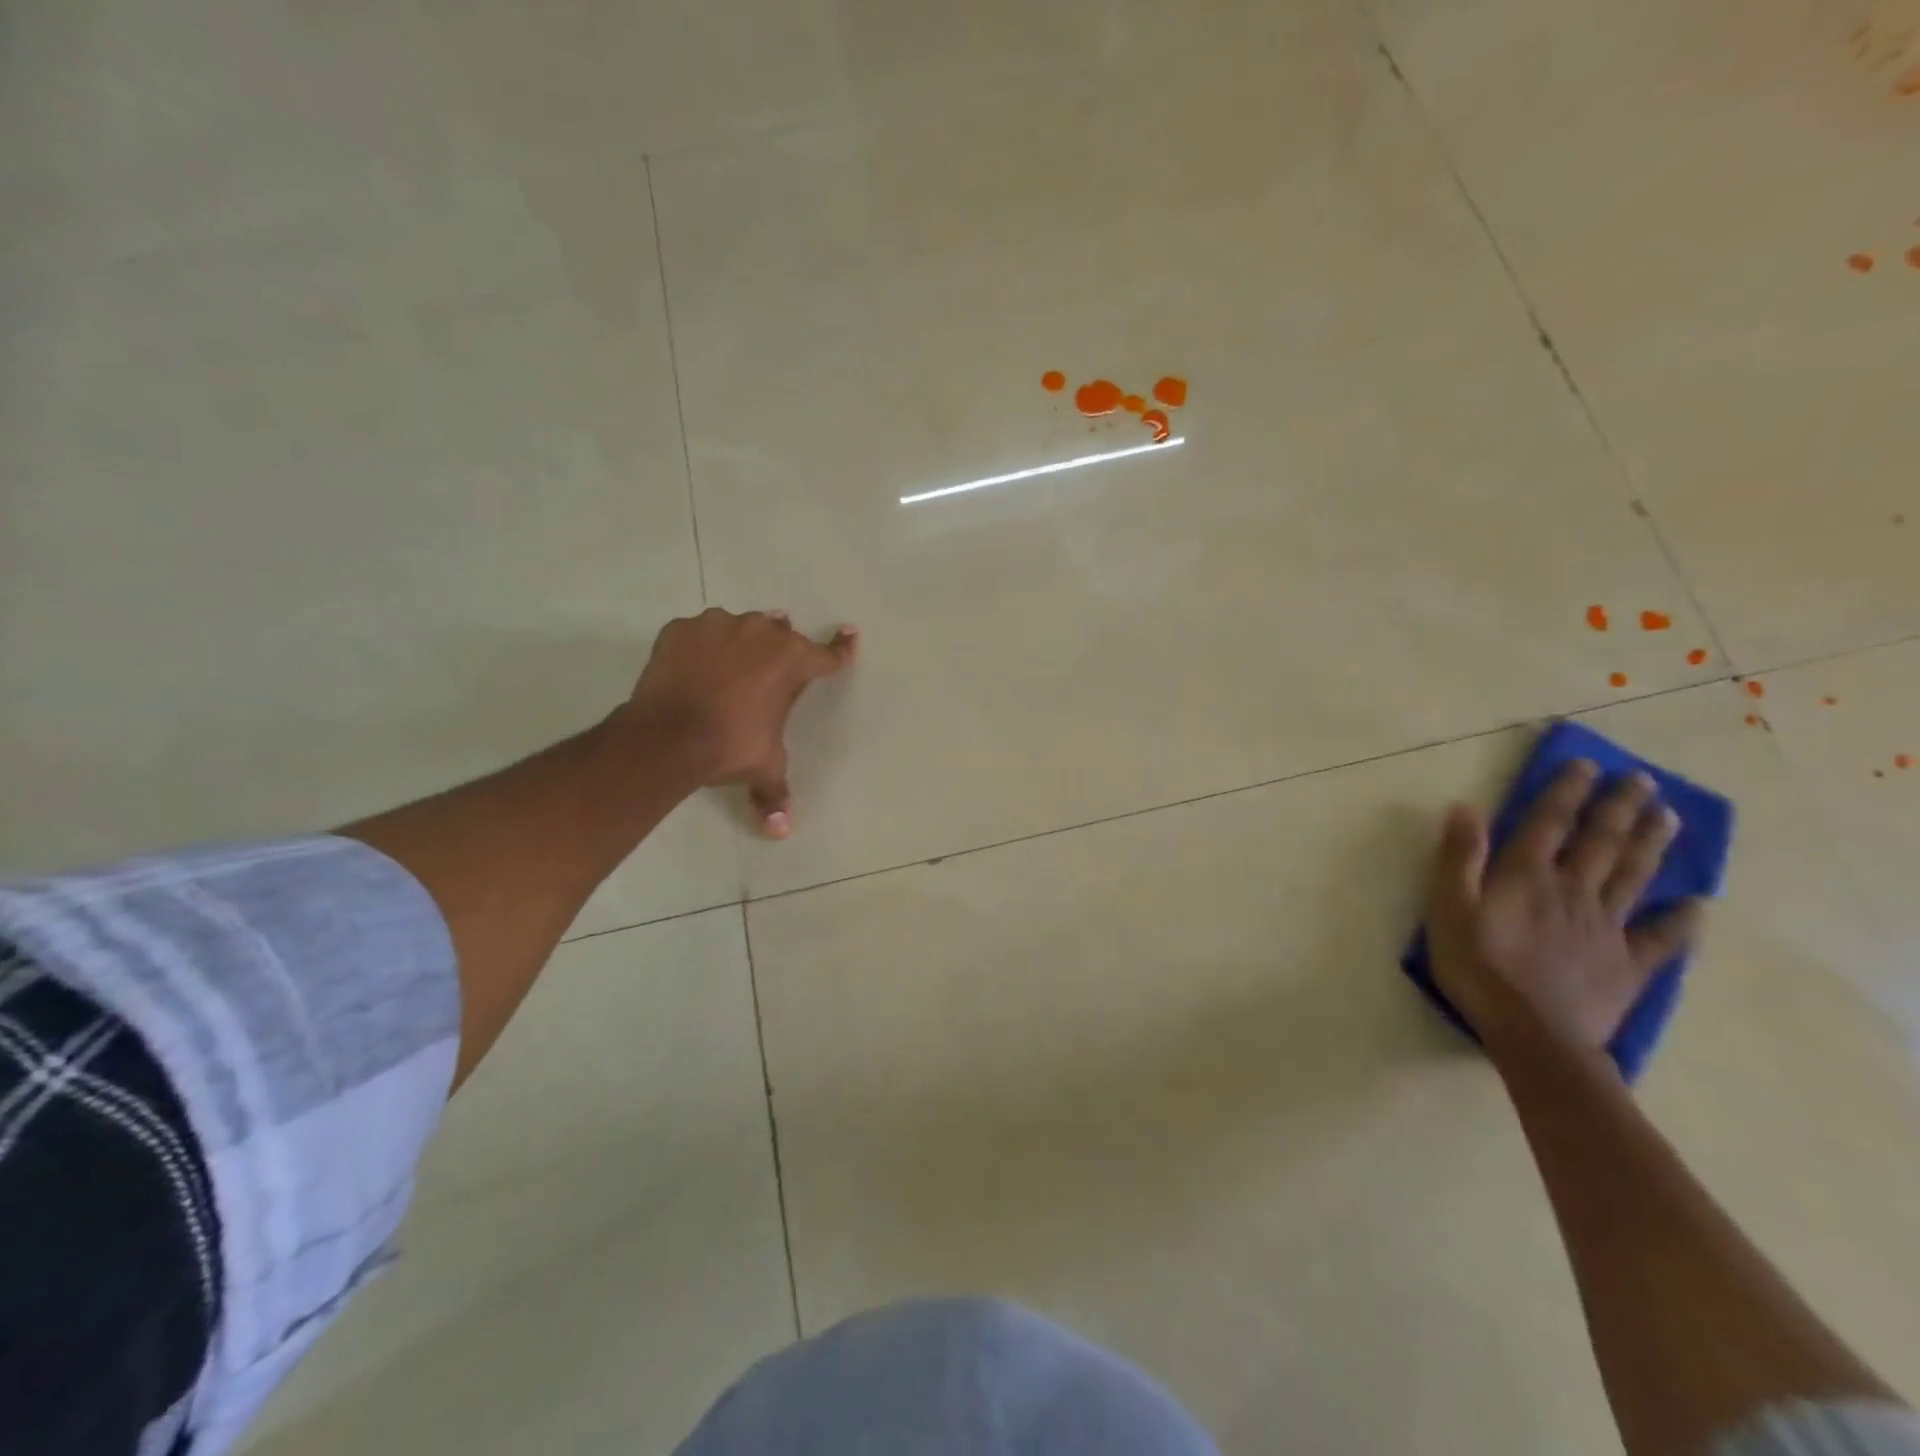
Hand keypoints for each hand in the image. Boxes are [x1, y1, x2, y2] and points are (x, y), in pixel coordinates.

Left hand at [621, 608, 858, 837]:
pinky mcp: (681, 629)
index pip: (827, 655)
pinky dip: (699, 647)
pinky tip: (692, 668)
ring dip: (738, 644)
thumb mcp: (764, 768)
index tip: (850, 634)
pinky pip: (698, 634)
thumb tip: (780, 830)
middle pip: (779, 634)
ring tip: (726, 669)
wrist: (668, 737)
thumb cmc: (731, 746)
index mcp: (792, 660)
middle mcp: (760, 632)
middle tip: (767, 670)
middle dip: (778, 648)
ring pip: (737, 628)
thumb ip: (775, 792)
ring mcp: (718, 625)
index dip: (841, 649)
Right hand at [1425, 760, 1705, 1066]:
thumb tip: (1465, 807)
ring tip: (1668, 817)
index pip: (1549, 822)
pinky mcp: (1628, 964)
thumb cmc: (1477, 967)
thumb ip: (1458, 858)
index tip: (1586, 763)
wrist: (1533, 1034)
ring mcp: (1607, 927)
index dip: (1566, 791)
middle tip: (1643, 780)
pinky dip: (1681, 921)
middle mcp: (1573, 891)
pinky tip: (1698, 905)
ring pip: (1634, 876)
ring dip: (1651, 844)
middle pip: (1601, 842)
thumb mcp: (1448, 908)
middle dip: (1620, 807)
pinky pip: (1660, 938)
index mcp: (1526, 876)